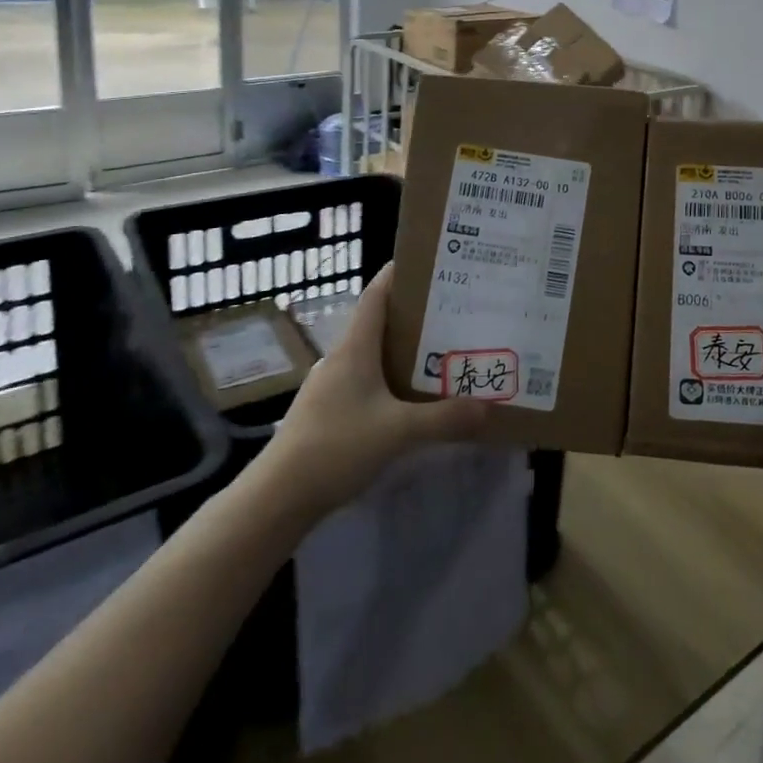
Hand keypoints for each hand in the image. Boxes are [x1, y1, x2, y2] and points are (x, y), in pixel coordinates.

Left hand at [261, 263, 489, 521]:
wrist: (276, 498)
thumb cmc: (336, 447)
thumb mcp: (397, 432)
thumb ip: (443, 419)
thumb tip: (486, 407)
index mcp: (355, 348)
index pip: (376, 294)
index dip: (398, 274)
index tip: (429, 263)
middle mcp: (341, 358)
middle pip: (378, 322)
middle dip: (413, 315)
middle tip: (452, 312)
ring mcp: (330, 386)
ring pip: (372, 354)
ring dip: (402, 350)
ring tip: (440, 352)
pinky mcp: (326, 412)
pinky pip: (364, 382)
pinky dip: (389, 379)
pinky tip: (408, 399)